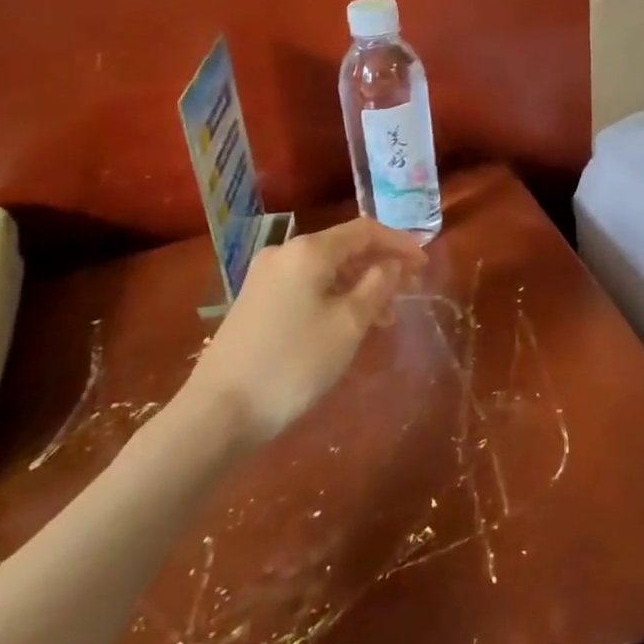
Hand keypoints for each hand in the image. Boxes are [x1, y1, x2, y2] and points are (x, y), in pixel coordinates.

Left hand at [177, 218, 426, 448]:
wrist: (218, 413)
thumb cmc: (294, 364)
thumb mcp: (348, 324)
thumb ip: (378, 285)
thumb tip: (392, 263)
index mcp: (309, 251)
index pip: (365, 230)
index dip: (399, 243)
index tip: (425, 265)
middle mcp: (284, 253)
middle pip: (345, 247)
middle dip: (381, 265)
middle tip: (410, 292)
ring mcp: (265, 277)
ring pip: (326, 269)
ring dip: (360, 284)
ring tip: (384, 317)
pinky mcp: (255, 301)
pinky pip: (307, 285)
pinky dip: (335, 295)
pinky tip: (348, 322)